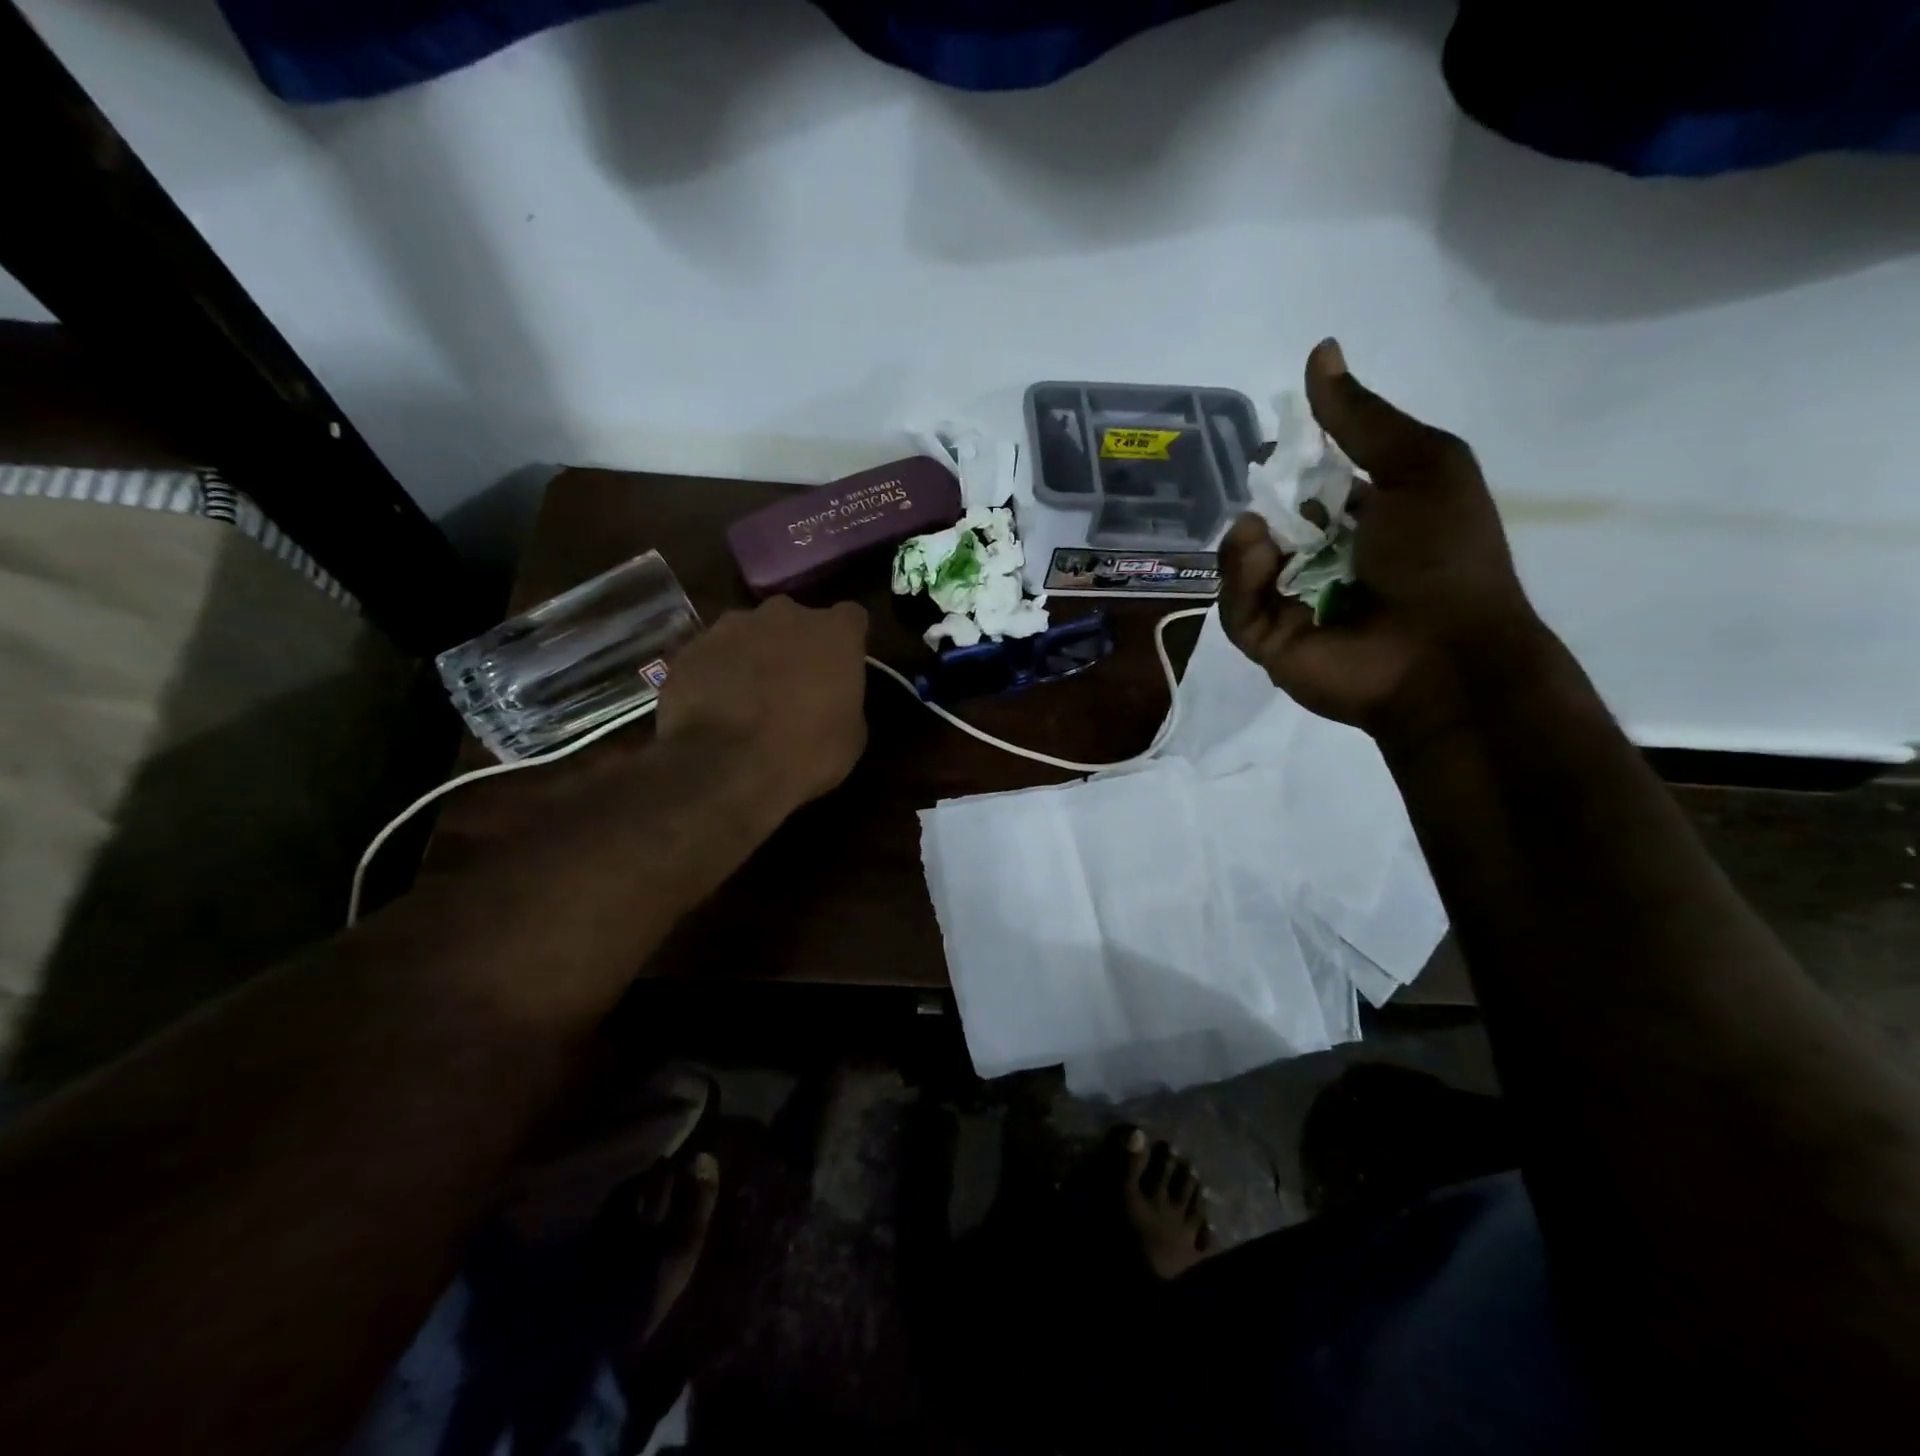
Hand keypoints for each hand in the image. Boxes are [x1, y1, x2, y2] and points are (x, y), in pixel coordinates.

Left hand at [656, 595, 869, 816]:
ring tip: (747, 697)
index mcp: (834, 632)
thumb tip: (832, 699)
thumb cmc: (805, 753)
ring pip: (750, 633)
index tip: (841, 667)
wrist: (726, 768)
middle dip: (795, 644)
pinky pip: (712, 655)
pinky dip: (716, 673)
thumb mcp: (851, 736)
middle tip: (792, 684)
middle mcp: (785, 614)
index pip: (851, 618)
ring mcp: (732, 626)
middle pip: (795, 620)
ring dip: (753, 655)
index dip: (846, 642)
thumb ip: (844, 700)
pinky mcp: (691, 647)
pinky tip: (714, 706)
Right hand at [1219, 339, 1544, 742]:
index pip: (1312, 486)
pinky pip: (1234, 603)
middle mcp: (1326, 560)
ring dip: (1247, 541)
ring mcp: (1294, 603)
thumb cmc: (1440, 555)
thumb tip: (1320, 351)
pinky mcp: (1267, 640)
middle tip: (1260, 492)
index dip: (1289, 465)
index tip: (1270, 446)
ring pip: (1243, 562)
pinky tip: (1258, 562)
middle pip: (1270, 522)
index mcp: (1367, 519)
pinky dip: (1240, 578)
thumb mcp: (1420, 465)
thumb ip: (1363, 417)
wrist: (1440, 655)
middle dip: (1260, 505)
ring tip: (1263, 536)